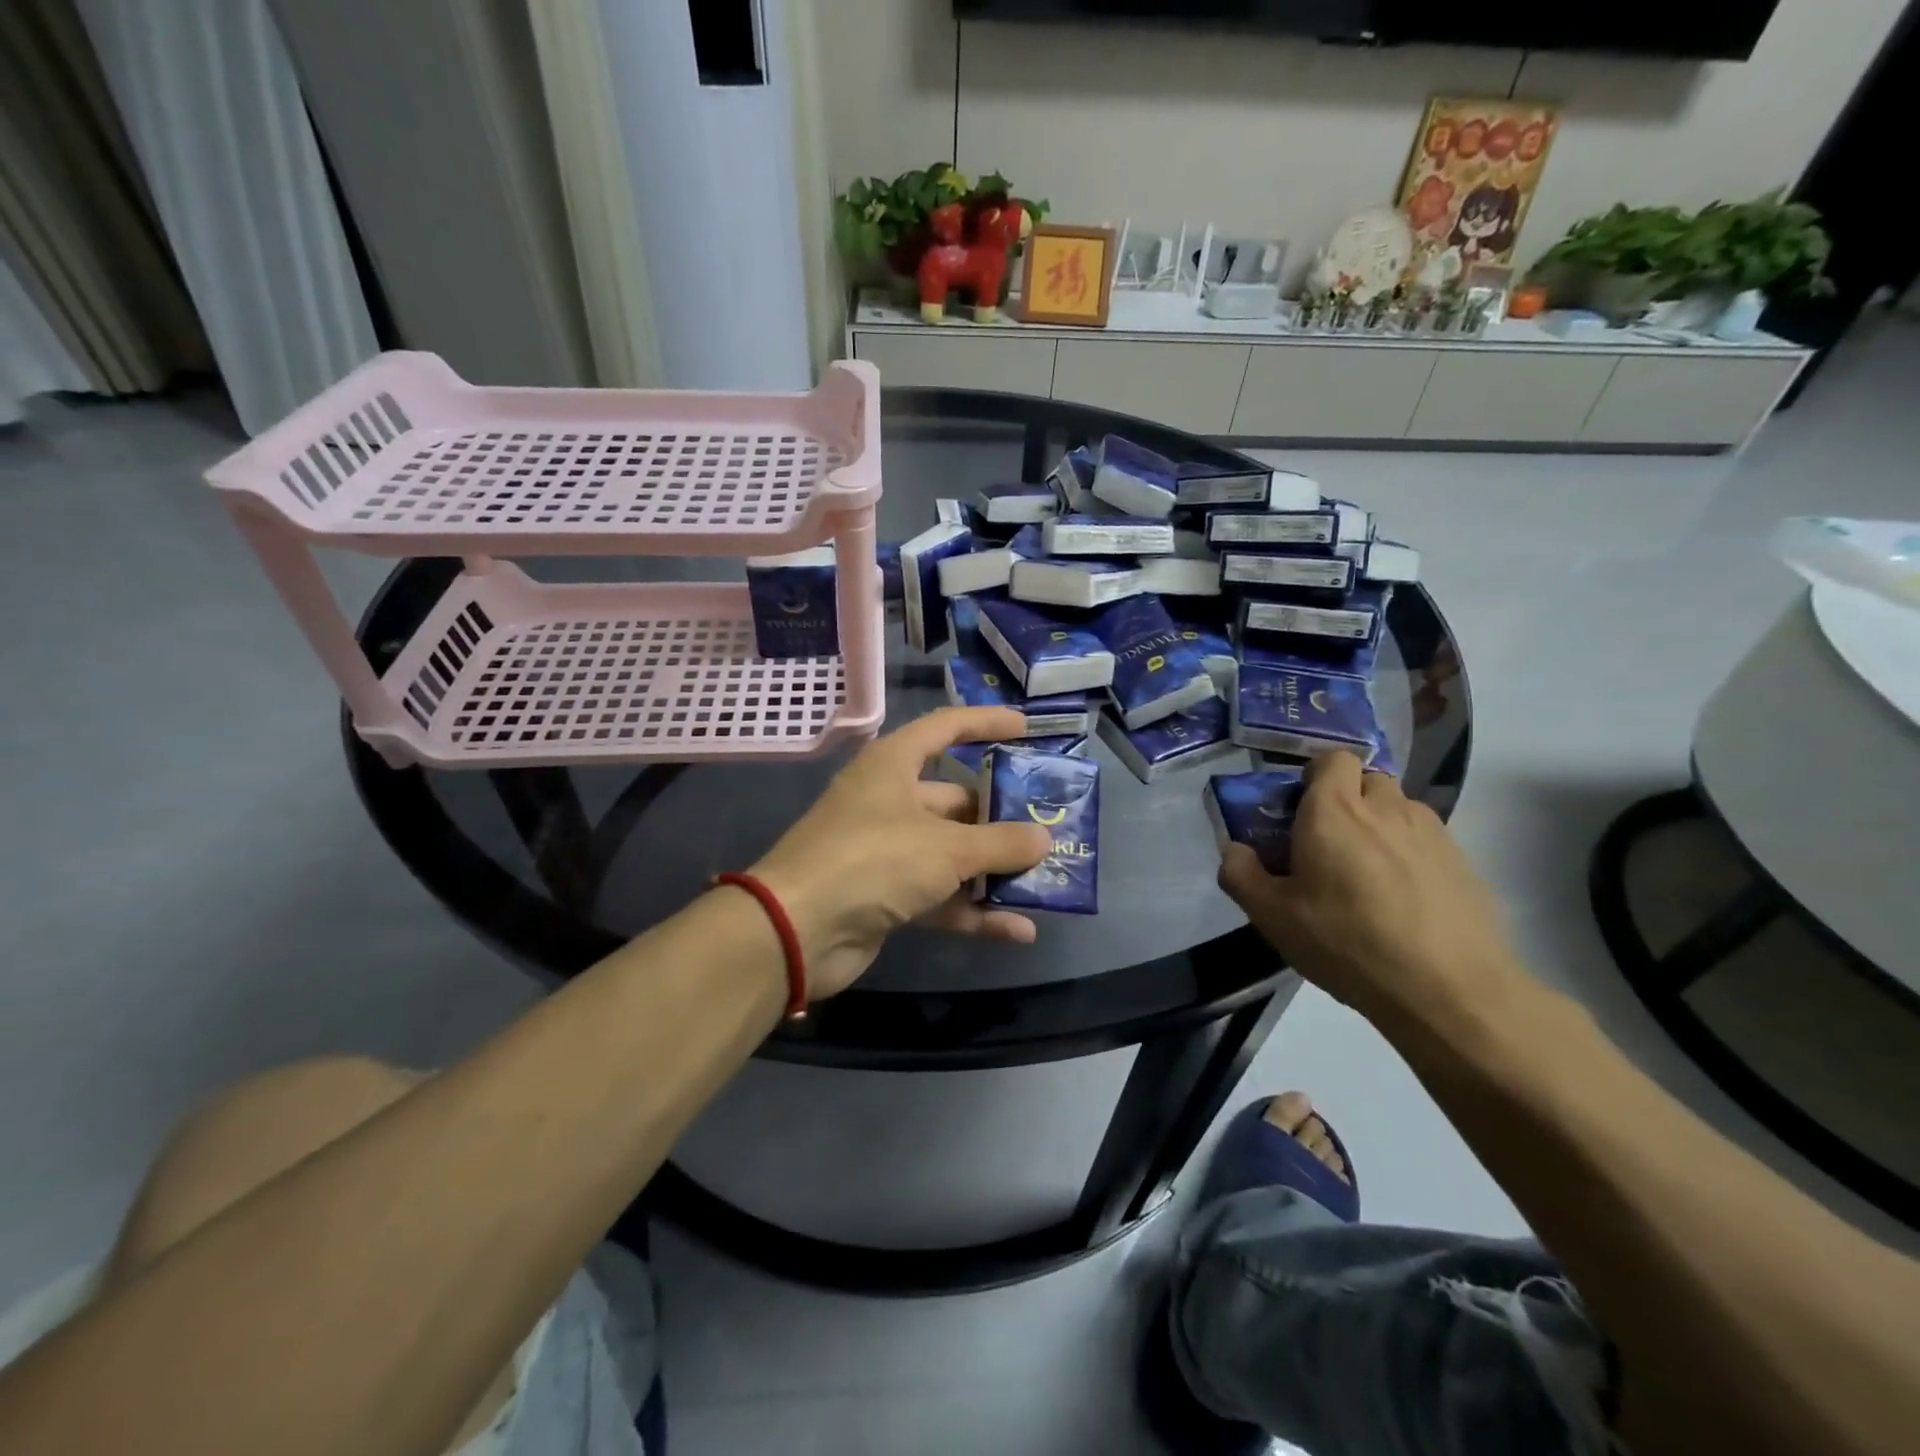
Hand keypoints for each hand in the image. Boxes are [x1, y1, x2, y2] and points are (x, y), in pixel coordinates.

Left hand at [747, 708, 1050, 999]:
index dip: (986, 723)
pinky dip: (974, 910)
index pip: (946, 728)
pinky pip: (941, 896)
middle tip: (1049, 827)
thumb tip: (1043, 839)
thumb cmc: (872, 860)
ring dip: (993, 869)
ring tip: (1045, 879)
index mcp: (893, 765)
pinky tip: (1018, 930)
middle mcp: (889, 801)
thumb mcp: (945, 847)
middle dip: (1001, 817)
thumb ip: (1000, 843)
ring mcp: (886, 850)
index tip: (1028, 729)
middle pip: (956, 799)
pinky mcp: (886, 895)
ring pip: (951, 852)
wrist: (797, 930)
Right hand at [1216, 752, 1522, 1027]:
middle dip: (1346, 799)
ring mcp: (1431, 832)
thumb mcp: (1273, 917)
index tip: (1300, 811)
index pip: (1332, 758)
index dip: (1315, 776)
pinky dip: (1409, 855)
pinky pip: (1424, 841)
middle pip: (1366, 780)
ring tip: (1366, 876)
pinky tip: (1402, 901)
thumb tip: (1235, 851)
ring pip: (1398, 809)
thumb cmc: (1348, 943)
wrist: (1451, 990)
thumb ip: (1241, 875)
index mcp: (1334, 810)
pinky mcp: (1463, 862)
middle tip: (1328, 843)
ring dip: (1379, 826)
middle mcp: (1386, 807)